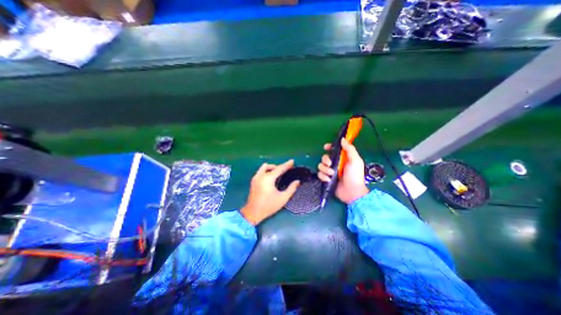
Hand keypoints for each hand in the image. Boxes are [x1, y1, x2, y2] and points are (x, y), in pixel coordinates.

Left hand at [243, 162, 302, 224]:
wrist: (252, 213)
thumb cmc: (268, 206)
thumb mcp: (283, 198)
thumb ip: (291, 189)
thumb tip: (297, 181)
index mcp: (268, 179)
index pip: (279, 169)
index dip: (286, 165)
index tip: (292, 161)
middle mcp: (261, 175)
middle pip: (271, 166)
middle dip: (279, 166)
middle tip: (286, 169)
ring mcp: (256, 178)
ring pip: (264, 167)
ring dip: (272, 167)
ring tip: (278, 172)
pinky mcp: (253, 181)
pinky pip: (261, 171)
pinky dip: (267, 171)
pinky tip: (271, 177)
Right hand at [318, 138, 371, 203]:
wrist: (352, 192)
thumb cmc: (355, 175)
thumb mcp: (355, 161)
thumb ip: (350, 149)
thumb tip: (342, 139)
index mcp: (342, 158)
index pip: (333, 150)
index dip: (329, 147)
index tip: (326, 147)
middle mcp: (335, 164)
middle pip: (324, 157)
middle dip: (325, 160)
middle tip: (330, 164)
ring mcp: (330, 171)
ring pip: (321, 166)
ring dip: (325, 169)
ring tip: (331, 174)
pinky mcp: (326, 179)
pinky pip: (320, 174)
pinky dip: (323, 177)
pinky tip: (329, 180)